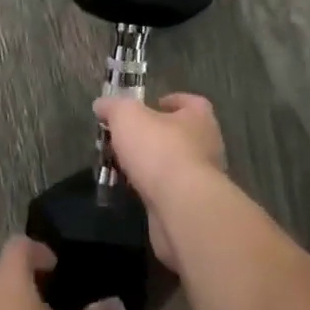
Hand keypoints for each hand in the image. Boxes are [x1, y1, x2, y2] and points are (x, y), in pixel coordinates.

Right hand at [93, 93, 227, 272]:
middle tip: (129, 138)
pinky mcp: (193, 207)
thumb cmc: (159, 149)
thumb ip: (114, 107)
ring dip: (153, 165)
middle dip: (157, 135)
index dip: (171, 102)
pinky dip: (154, 190)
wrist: (182, 207)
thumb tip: (102, 104)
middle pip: (181, 134)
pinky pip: (171, 192)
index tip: (152, 105)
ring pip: (175, 165)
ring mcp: (203, 179)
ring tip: (126, 166)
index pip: (190, 102)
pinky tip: (134, 191)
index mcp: (199, 117)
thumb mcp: (127, 117)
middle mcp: (207, 145)